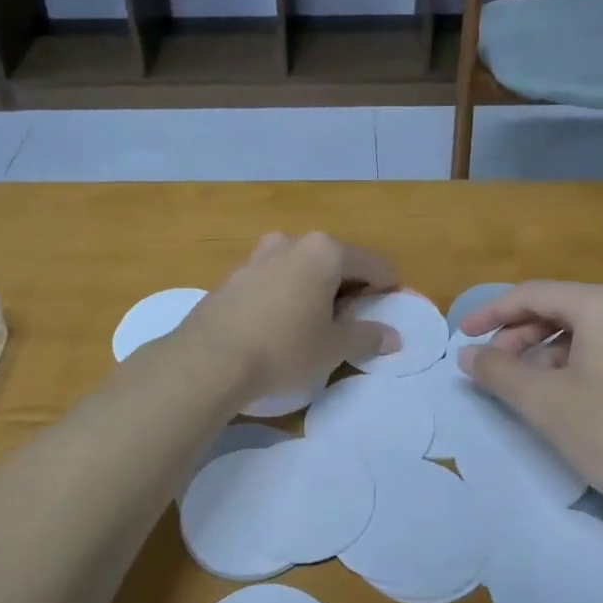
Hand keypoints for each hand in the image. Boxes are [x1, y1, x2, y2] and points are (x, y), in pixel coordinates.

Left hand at [180, 233, 400, 403]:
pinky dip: (287, 294)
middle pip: (335, 260)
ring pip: (302, 267)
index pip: (373, 263)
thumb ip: (366, 337)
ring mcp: (258, 255)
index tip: (389, 309)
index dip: (387, 287)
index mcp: (324, 251)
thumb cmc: (283, 348)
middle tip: (352, 321)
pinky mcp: (234, 275)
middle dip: (349, 287)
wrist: (209, 359)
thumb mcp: (333, 348)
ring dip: (315, 289)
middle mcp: (292, 242)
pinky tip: (281, 324)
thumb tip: (392, 337)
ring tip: (315, 324)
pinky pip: (275, 278)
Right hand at [459, 282, 602, 516]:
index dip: (491, 313)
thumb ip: (497, 371)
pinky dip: (576, 364)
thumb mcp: (544, 401)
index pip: (533, 294)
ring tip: (526, 388)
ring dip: (546, 352)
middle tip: (493, 368)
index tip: (463, 336)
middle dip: (519, 335)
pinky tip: (566, 396)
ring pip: (585, 331)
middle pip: (560, 309)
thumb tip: (467, 354)